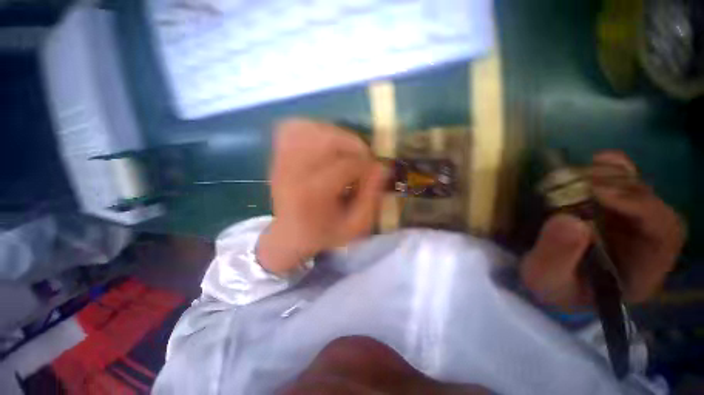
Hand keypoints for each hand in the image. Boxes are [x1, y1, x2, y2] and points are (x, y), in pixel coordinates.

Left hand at [257, 119, 384, 274]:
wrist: (290, 234)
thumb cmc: (324, 232)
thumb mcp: (355, 226)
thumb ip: (371, 198)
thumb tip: (380, 167)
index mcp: (313, 195)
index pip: (346, 165)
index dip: (366, 164)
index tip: (374, 171)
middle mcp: (293, 172)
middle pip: (327, 140)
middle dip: (353, 145)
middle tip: (363, 157)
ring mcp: (282, 159)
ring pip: (312, 128)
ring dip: (336, 135)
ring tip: (345, 151)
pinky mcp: (277, 152)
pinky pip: (296, 126)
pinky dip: (314, 129)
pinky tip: (325, 143)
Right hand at [521, 151, 684, 310]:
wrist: (548, 278)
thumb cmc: (550, 285)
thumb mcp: (545, 278)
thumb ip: (556, 256)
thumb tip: (569, 220)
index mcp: (643, 270)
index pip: (666, 233)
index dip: (640, 206)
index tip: (596, 194)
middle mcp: (646, 243)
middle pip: (653, 203)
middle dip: (620, 187)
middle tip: (577, 182)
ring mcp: (631, 223)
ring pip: (640, 189)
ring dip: (611, 177)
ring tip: (575, 175)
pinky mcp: (613, 210)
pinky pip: (626, 183)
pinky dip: (614, 168)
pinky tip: (597, 161)